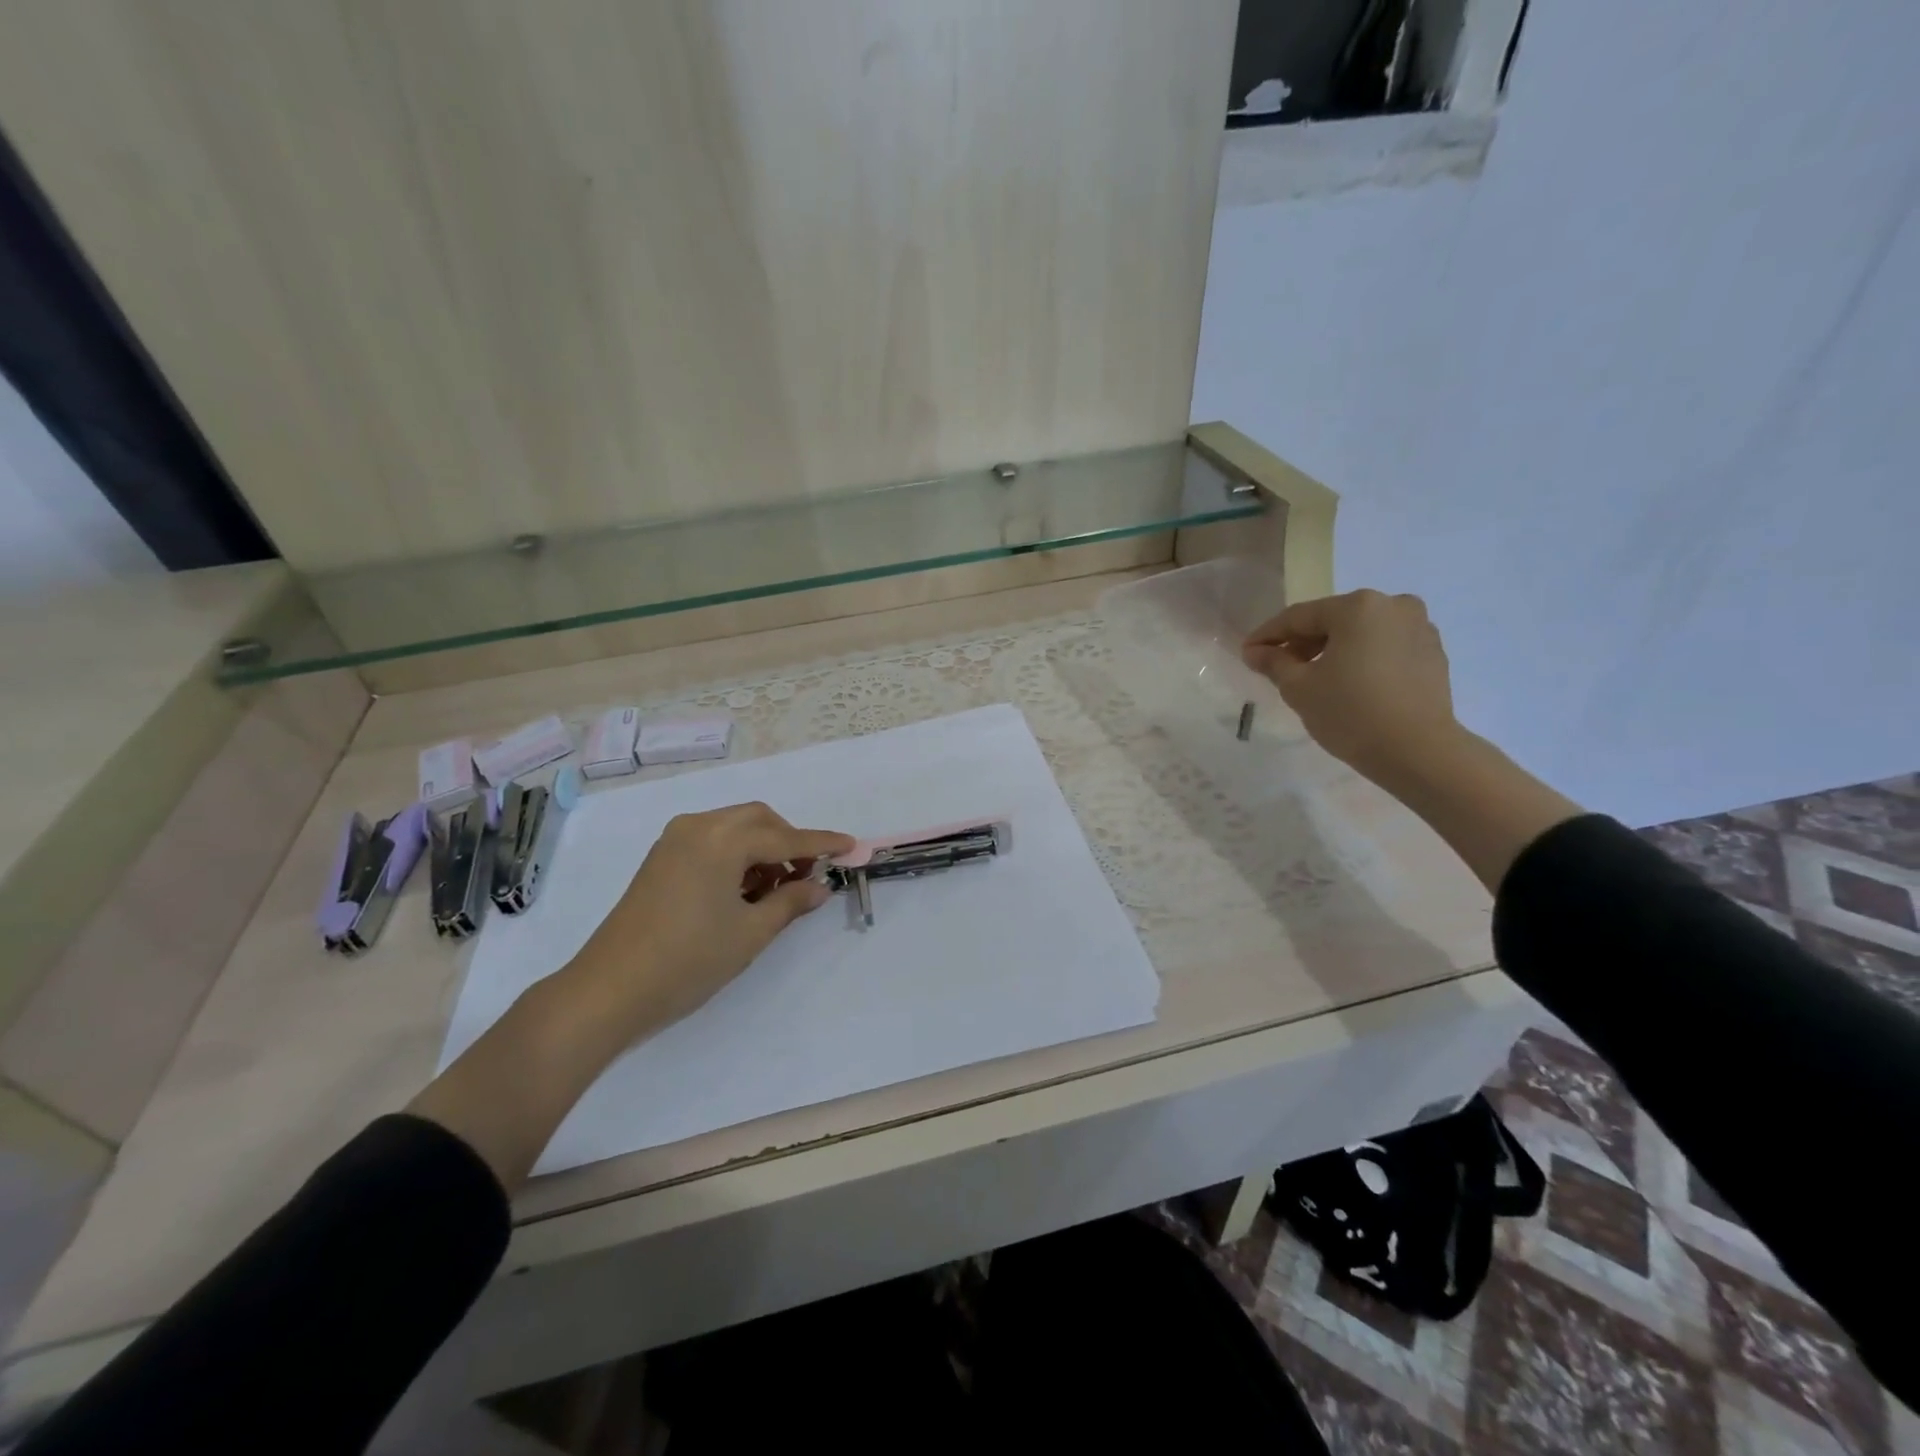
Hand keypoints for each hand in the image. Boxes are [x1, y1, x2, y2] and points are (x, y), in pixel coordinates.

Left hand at [570, 802, 853, 1032]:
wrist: (608, 990)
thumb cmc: (688, 960)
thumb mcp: (750, 933)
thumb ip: (790, 902)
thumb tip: (818, 887)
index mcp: (723, 839)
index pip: (785, 837)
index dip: (822, 844)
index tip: (852, 846)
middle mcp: (698, 827)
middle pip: (758, 820)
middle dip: (789, 841)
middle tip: (807, 875)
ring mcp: (675, 841)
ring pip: (734, 828)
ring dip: (762, 848)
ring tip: (776, 889)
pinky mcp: (661, 859)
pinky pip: (712, 841)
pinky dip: (736, 855)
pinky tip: (744, 889)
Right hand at [1242, 589, 1460, 787]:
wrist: (1418, 752)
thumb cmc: (1350, 713)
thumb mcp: (1299, 688)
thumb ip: (1273, 663)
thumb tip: (1254, 652)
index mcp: (1358, 607)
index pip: (1299, 617)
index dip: (1267, 635)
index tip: (1246, 653)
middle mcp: (1392, 606)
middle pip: (1332, 620)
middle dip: (1302, 643)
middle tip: (1277, 667)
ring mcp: (1419, 628)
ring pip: (1360, 634)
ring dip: (1332, 650)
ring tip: (1312, 678)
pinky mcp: (1433, 653)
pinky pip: (1384, 648)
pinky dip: (1361, 659)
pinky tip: (1347, 684)